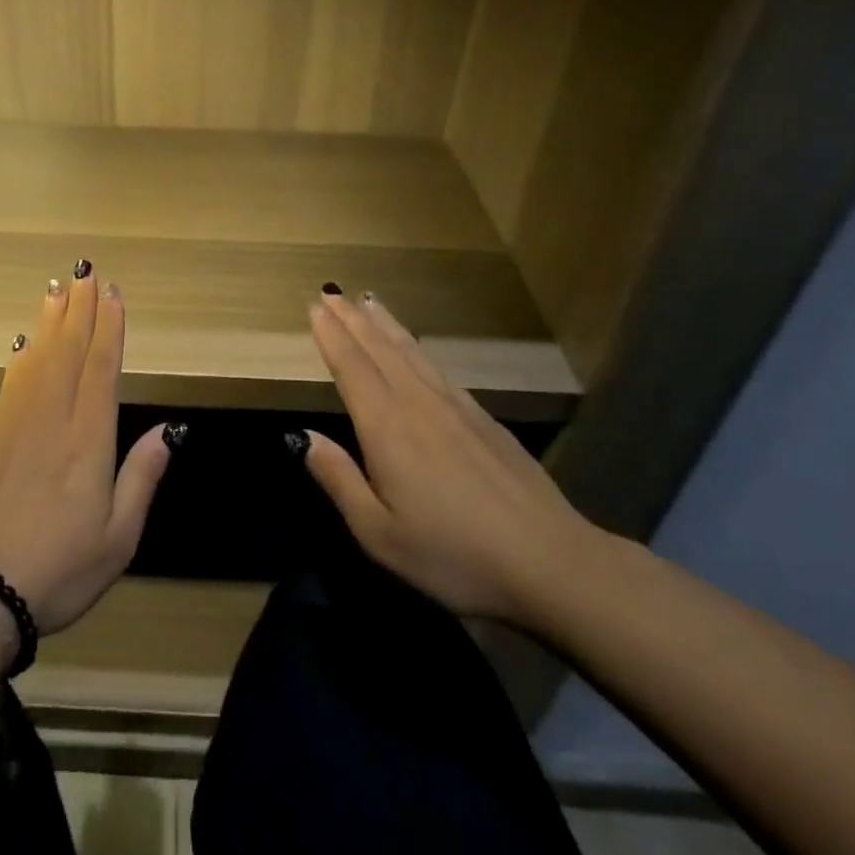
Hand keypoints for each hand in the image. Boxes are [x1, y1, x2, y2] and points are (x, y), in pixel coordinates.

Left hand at [0, 266, 175, 633]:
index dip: (109, 327)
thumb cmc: (58, 569)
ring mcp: (14, 423)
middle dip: (80, 310)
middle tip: (86, 273)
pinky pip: (11, 381)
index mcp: (88, 439)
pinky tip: (26, 343)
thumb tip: (168, 430)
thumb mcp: (118, 537)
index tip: (113, 294)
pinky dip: (22, 355)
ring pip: (38, 358)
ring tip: (57, 289)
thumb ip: (141, 477)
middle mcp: (52, 418)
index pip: (101, 368)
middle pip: (69, 351)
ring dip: (50, 321)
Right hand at [301, 291, 603, 625]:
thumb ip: (339, 479)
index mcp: (387, 428)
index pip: (352, 368)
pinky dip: (417, 348)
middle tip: (332, 293)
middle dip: (352, 319)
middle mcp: (418, 404)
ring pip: (411, 353)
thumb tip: (303, 437)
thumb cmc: (454, 554)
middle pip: (380, 350)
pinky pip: (438, 368)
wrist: (551, 561)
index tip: (314, 306)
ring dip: (385, 325)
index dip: (331, 336)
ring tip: (368, 301)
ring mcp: (455, 408)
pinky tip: (415, 349)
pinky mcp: (483, 420)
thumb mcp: (379, 533)